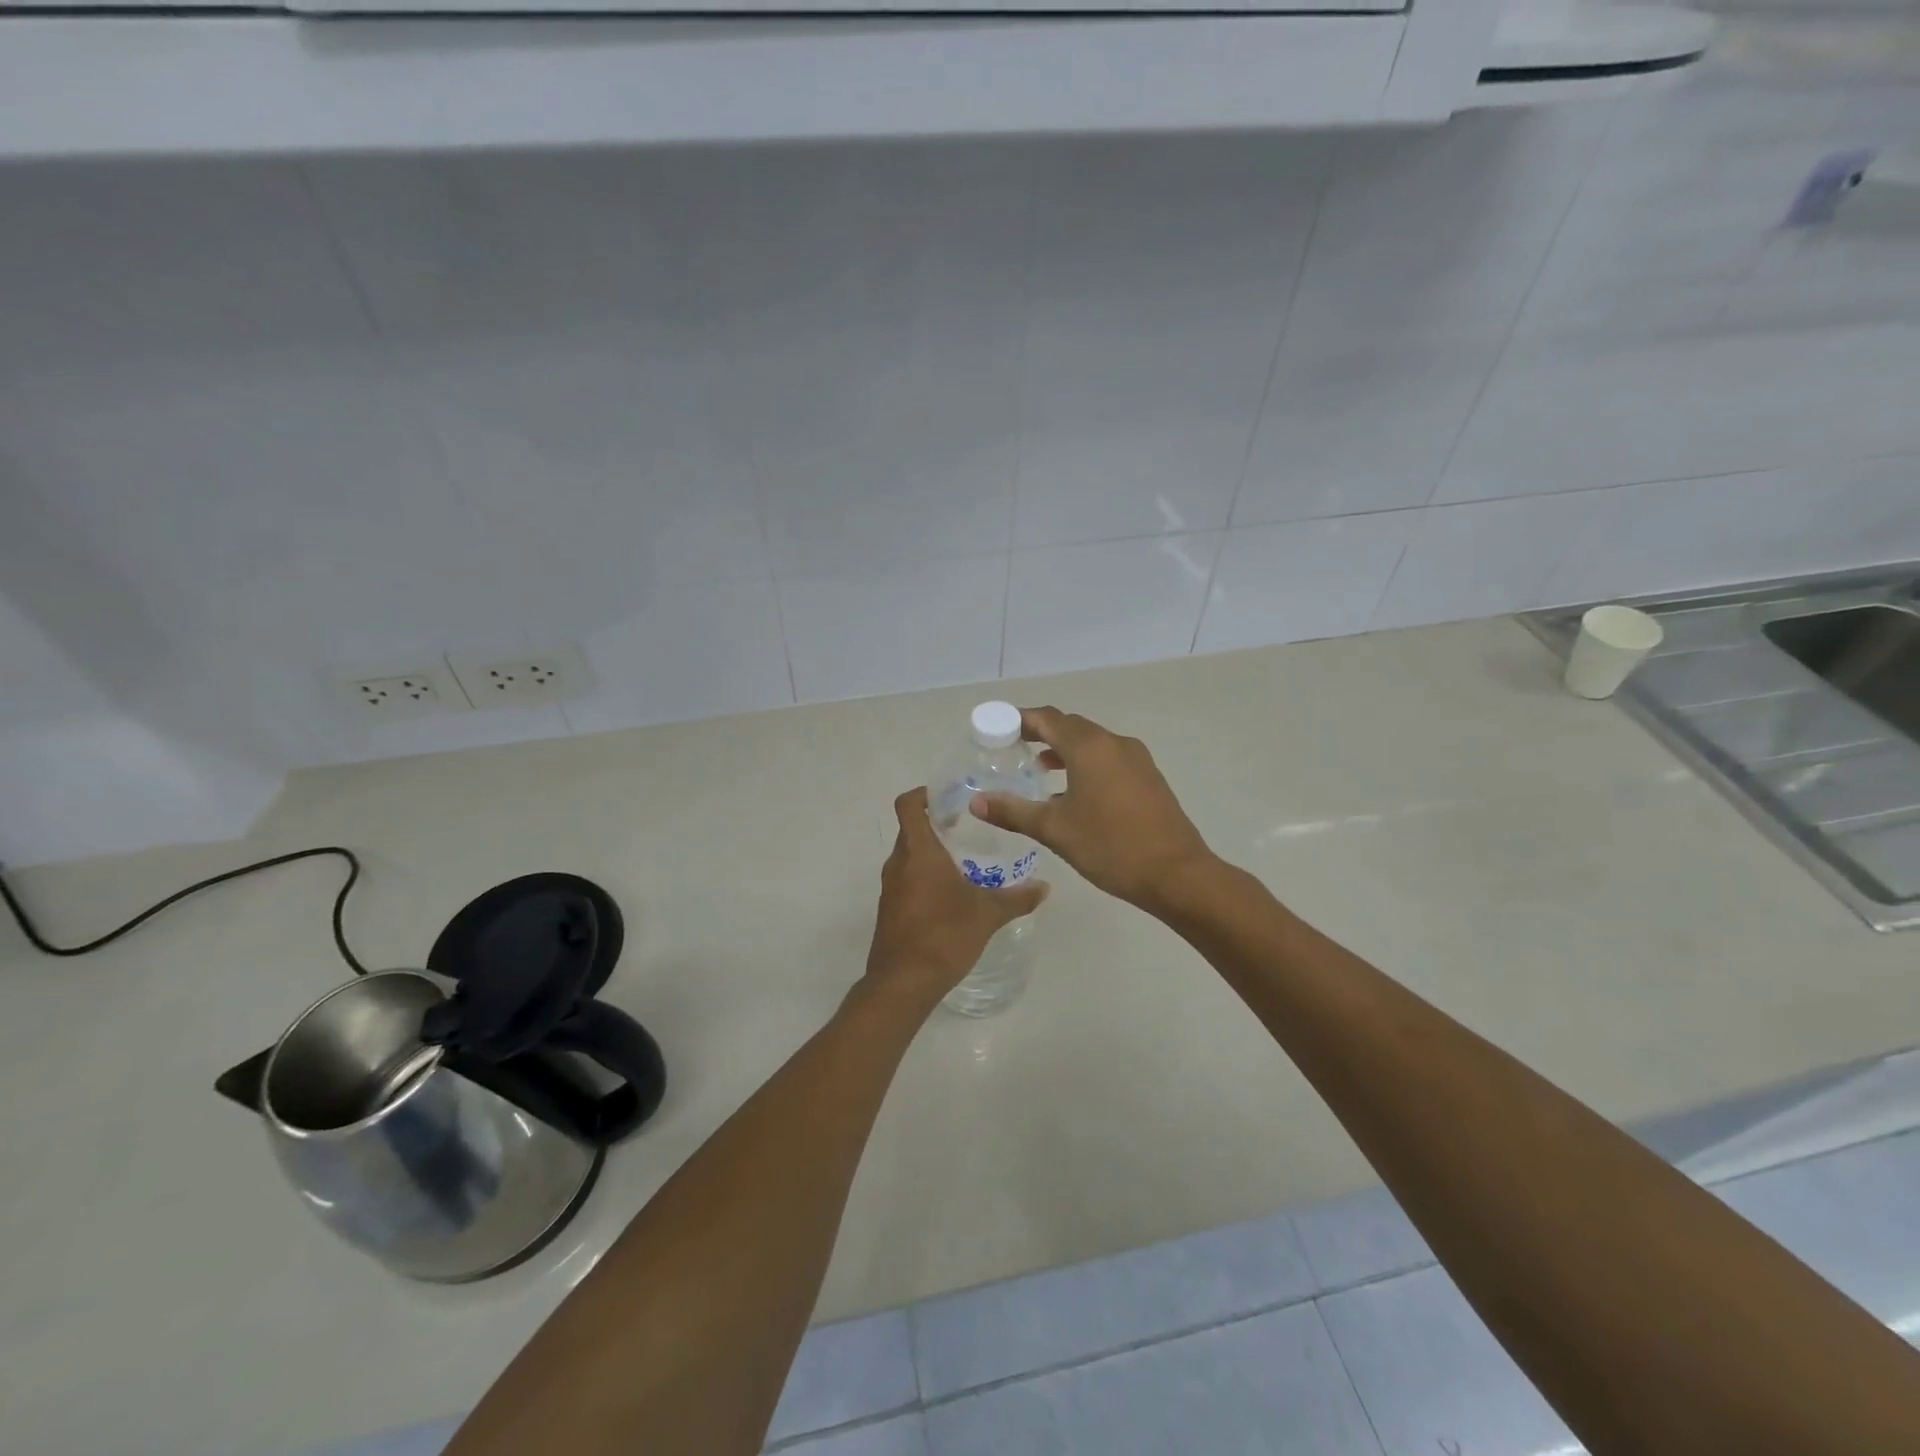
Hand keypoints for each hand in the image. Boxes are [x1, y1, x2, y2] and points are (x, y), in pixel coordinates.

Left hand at [863, 787, 1048, 1007]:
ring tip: (964, 862)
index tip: (949, 797)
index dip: (924, 794)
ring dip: (932, 854)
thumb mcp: (988, 914)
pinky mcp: (890, 911)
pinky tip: (951, 896)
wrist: (902, 983)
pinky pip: (907, 881)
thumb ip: (1017, 897)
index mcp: (918, 852)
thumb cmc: (944, 935)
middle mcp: (899, 863)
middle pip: (911, 830)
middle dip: (937, 825)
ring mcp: (890, 888)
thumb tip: (1045, 886)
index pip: (908, 805)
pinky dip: (925, 878)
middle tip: (968, 828)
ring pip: (909, 857)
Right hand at [970, 706, 1214, 913]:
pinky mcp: (1149, 778)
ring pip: (1092, 743)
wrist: (1177, 875)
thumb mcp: (1054, 830)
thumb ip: (1013, 811)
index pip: (1048, 719)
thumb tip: (976, 802)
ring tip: (1038, 769)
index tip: (997, 729)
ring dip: (1064, 750)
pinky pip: (1109, 759)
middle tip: (1012, 748)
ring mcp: (1137, 759)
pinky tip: (1073, 792)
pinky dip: (1085, 764)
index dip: (1020, 720)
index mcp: (1089, 747)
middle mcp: (1114, 743)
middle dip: (1041, 733)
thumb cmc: (1110, 846)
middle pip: (1070, 726)